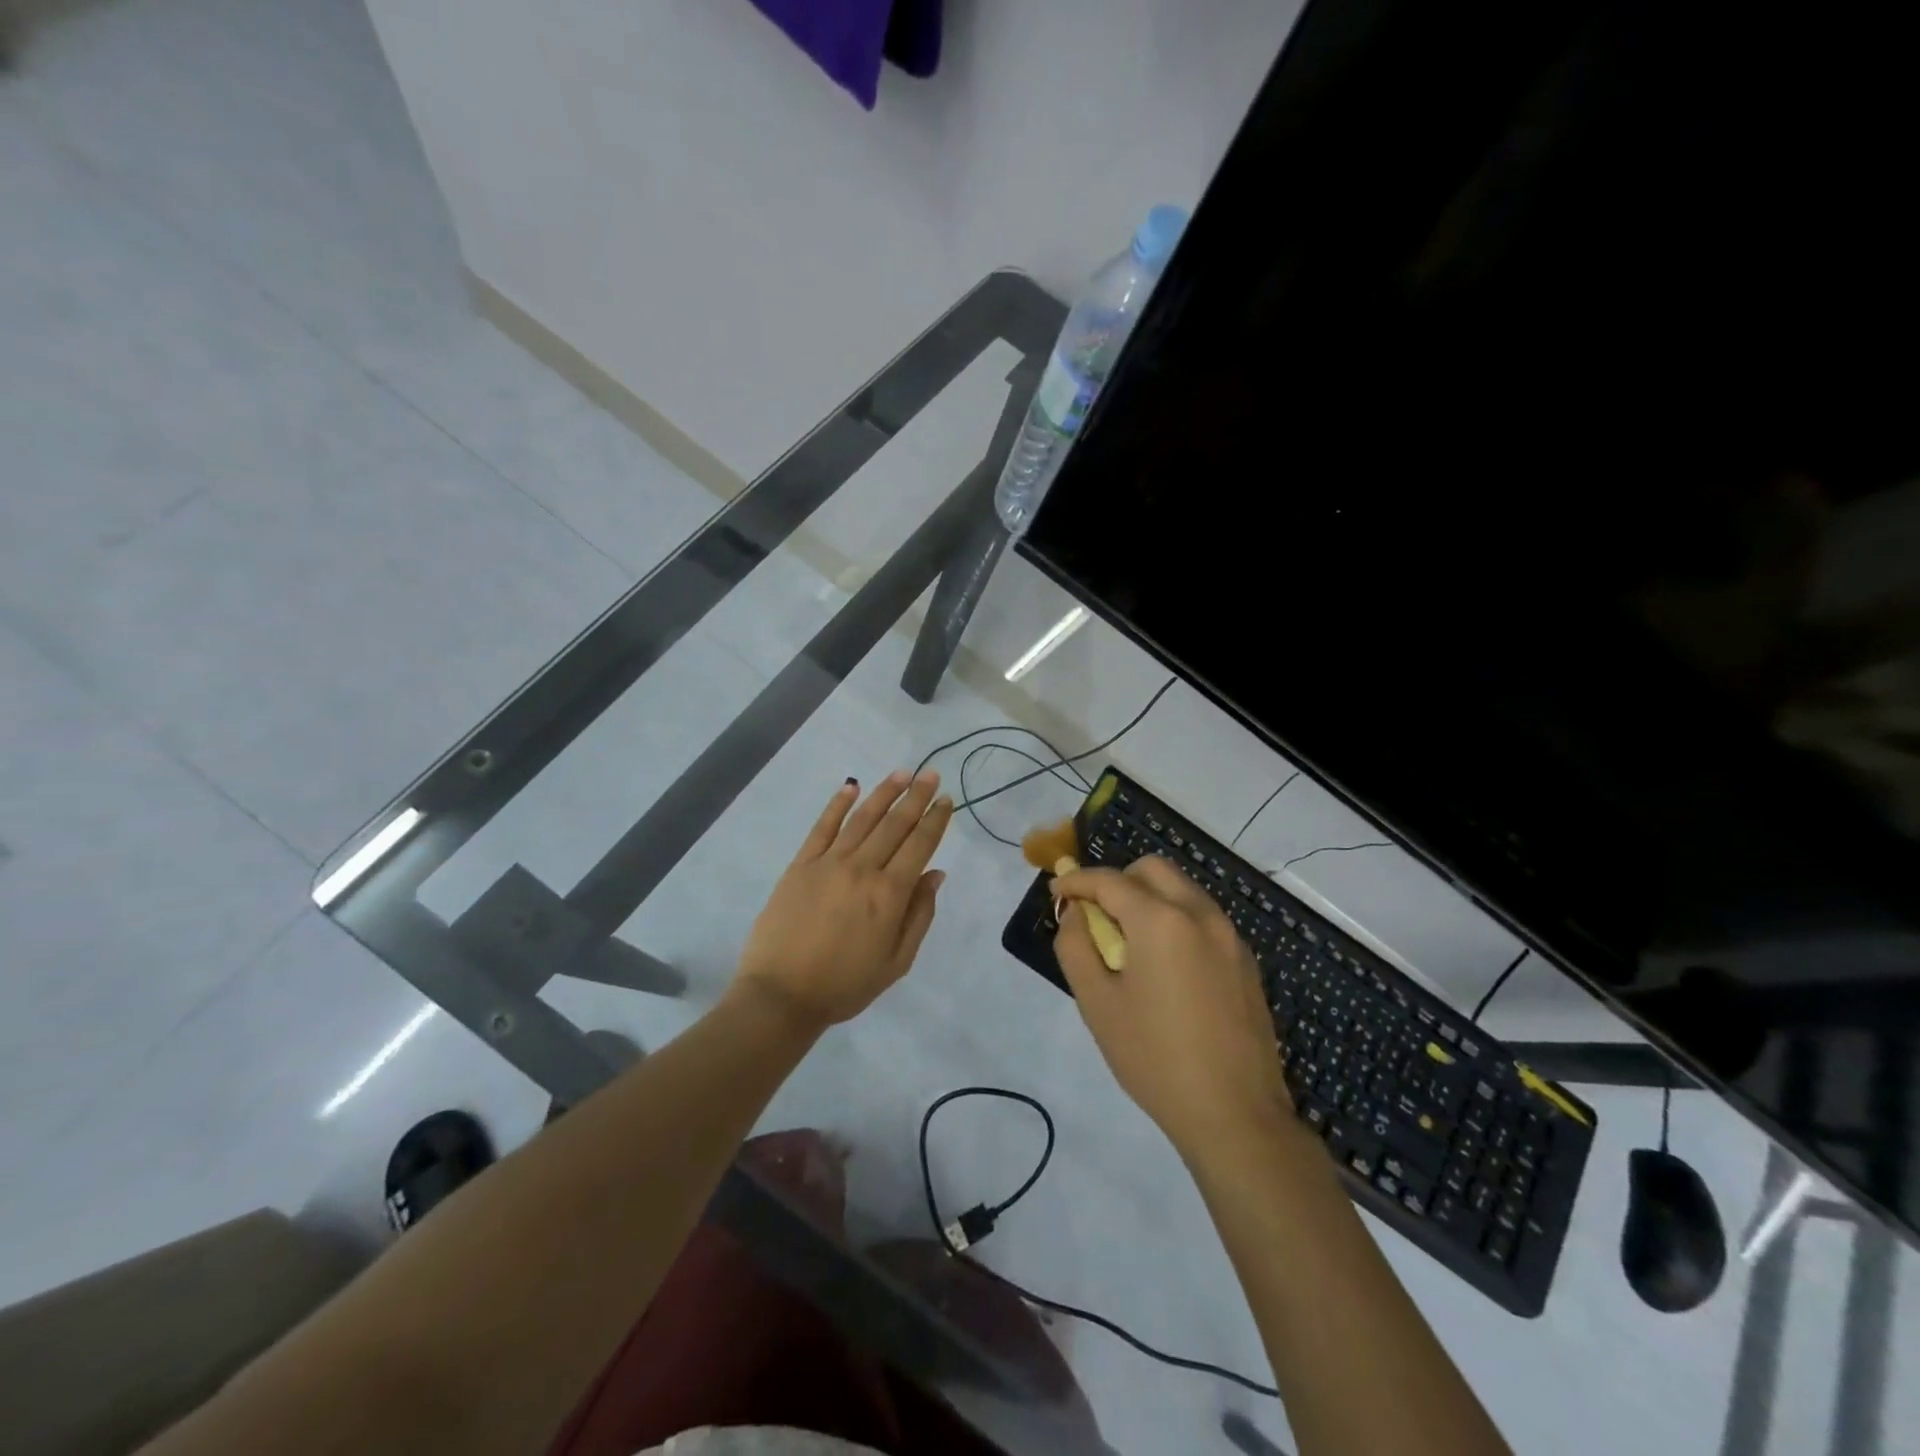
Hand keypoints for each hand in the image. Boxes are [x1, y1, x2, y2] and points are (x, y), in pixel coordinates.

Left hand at [733, 771, 952, 1032]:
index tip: (947, 799)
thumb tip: (935, 875)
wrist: (781, 995)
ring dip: (884, 793)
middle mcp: (862, 869)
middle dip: (916, 797)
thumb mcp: (896, 962)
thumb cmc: (844, 985)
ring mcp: (828, 863)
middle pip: (895, 825)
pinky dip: (837, 804)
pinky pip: (822, 827)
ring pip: (862, 818)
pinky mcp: (801, 865)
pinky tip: (851, 786)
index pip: (919, 845)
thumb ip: (919, 915)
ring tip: (902, 773)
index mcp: (889, 894)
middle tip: (931, 774)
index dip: (935, 820)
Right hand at [1054, 857, 1289, 1156]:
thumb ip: (1075, 946)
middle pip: (1152, 869)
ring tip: (1129, 943)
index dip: (1077, 881)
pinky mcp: (1246, 961)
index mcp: (1161, 920)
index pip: (1109, 880)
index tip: (1057, 892)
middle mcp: (1200, 914)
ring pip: (1182, 889)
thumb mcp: (1097, 1003)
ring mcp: (1230, 936)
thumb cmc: (1154, 1058)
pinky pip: (1203, 918)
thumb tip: (1075, 913)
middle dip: (1118, 880)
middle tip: (1097, 915)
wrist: (1236, 1115)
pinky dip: (1176, 919)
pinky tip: (1166, 966)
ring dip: (1149, 898)